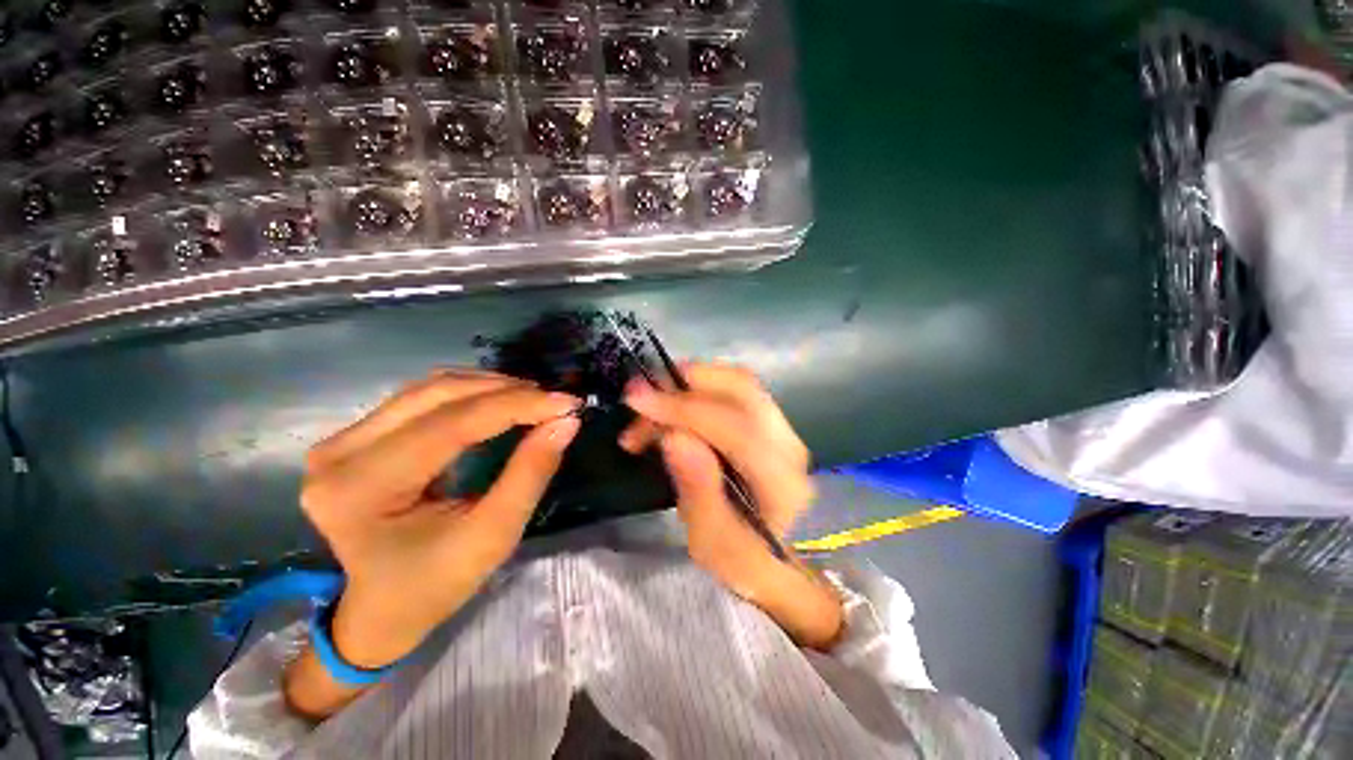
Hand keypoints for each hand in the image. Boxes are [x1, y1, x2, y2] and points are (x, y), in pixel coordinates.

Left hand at [287, 370, 578, 718]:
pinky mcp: (356, 436)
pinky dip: (470, 394)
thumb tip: (566, 422)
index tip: (567, 403)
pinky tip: (500, 402)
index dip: (516, 406)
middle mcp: (341, 453)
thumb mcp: (492, 536)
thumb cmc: (433, 584)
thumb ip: (530, 473)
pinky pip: (422, 397)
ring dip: (490, 387)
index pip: (452, 424)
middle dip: (507, 391)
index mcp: (364, 488)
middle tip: (553, 401)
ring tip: (534, 400)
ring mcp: (343, 440)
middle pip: (438, 394)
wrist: (378, 610)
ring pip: (431, 388)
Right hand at [622, 364, 842, 648]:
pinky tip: (674, 409)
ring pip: (737, 382)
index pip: (731, 425)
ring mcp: (783, 429)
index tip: (636, 401)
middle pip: (740, 387)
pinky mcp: (771, 423)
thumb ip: (697, 488)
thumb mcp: (711, 540)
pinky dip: (699, 390)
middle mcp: (788, 443)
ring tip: (653, 404)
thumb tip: (674, 436)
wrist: (780, 561)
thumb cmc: (743, 560)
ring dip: (690, 384)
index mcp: (779, 480)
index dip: (681, 408)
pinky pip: (734, 391)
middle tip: (641, 396)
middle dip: (684, 383)